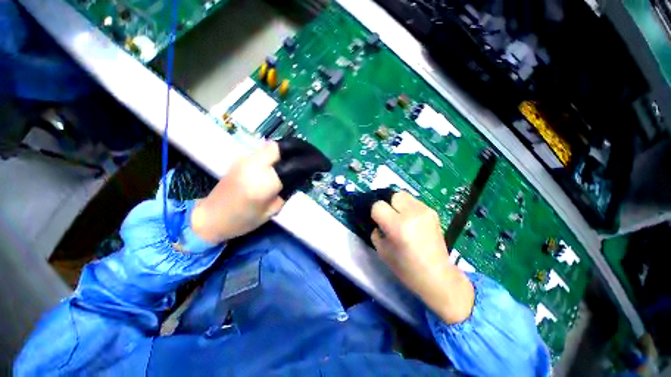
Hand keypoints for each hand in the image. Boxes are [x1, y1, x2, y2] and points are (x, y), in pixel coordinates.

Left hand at [191, 138, 330, 242]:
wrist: (210, 218)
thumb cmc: (243, 221)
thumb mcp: (272, 210)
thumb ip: (288, 189)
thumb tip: (302, 175)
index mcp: (264, 183)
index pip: (295, 164)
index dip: (313, 162)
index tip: (325, 165)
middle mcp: (254, 165)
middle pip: (283, 146)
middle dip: (303, 148)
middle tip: (315, 155)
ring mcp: (246, 159)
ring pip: (275, 145)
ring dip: (292, 149)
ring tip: (305, 156)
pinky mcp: (242, 159)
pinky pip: (266, 151)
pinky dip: (281, 153)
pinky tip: (288, 160)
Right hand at [371, 191, 473, 323]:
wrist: (437, 276)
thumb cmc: (406, 268)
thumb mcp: (382, 251)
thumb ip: (375, 231)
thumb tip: (376, 221)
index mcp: (398, 226)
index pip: (378, 205)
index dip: (375, 213)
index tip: (377, 221)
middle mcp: (412, 213)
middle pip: (392, 195)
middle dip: (387, 204)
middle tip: (389, 217)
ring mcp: (425, 211)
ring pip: (403, 195)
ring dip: (398, 204)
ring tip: (400, 217)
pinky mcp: (433, 212)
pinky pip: (414, 202)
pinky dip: (408, 207)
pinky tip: (412, 221)